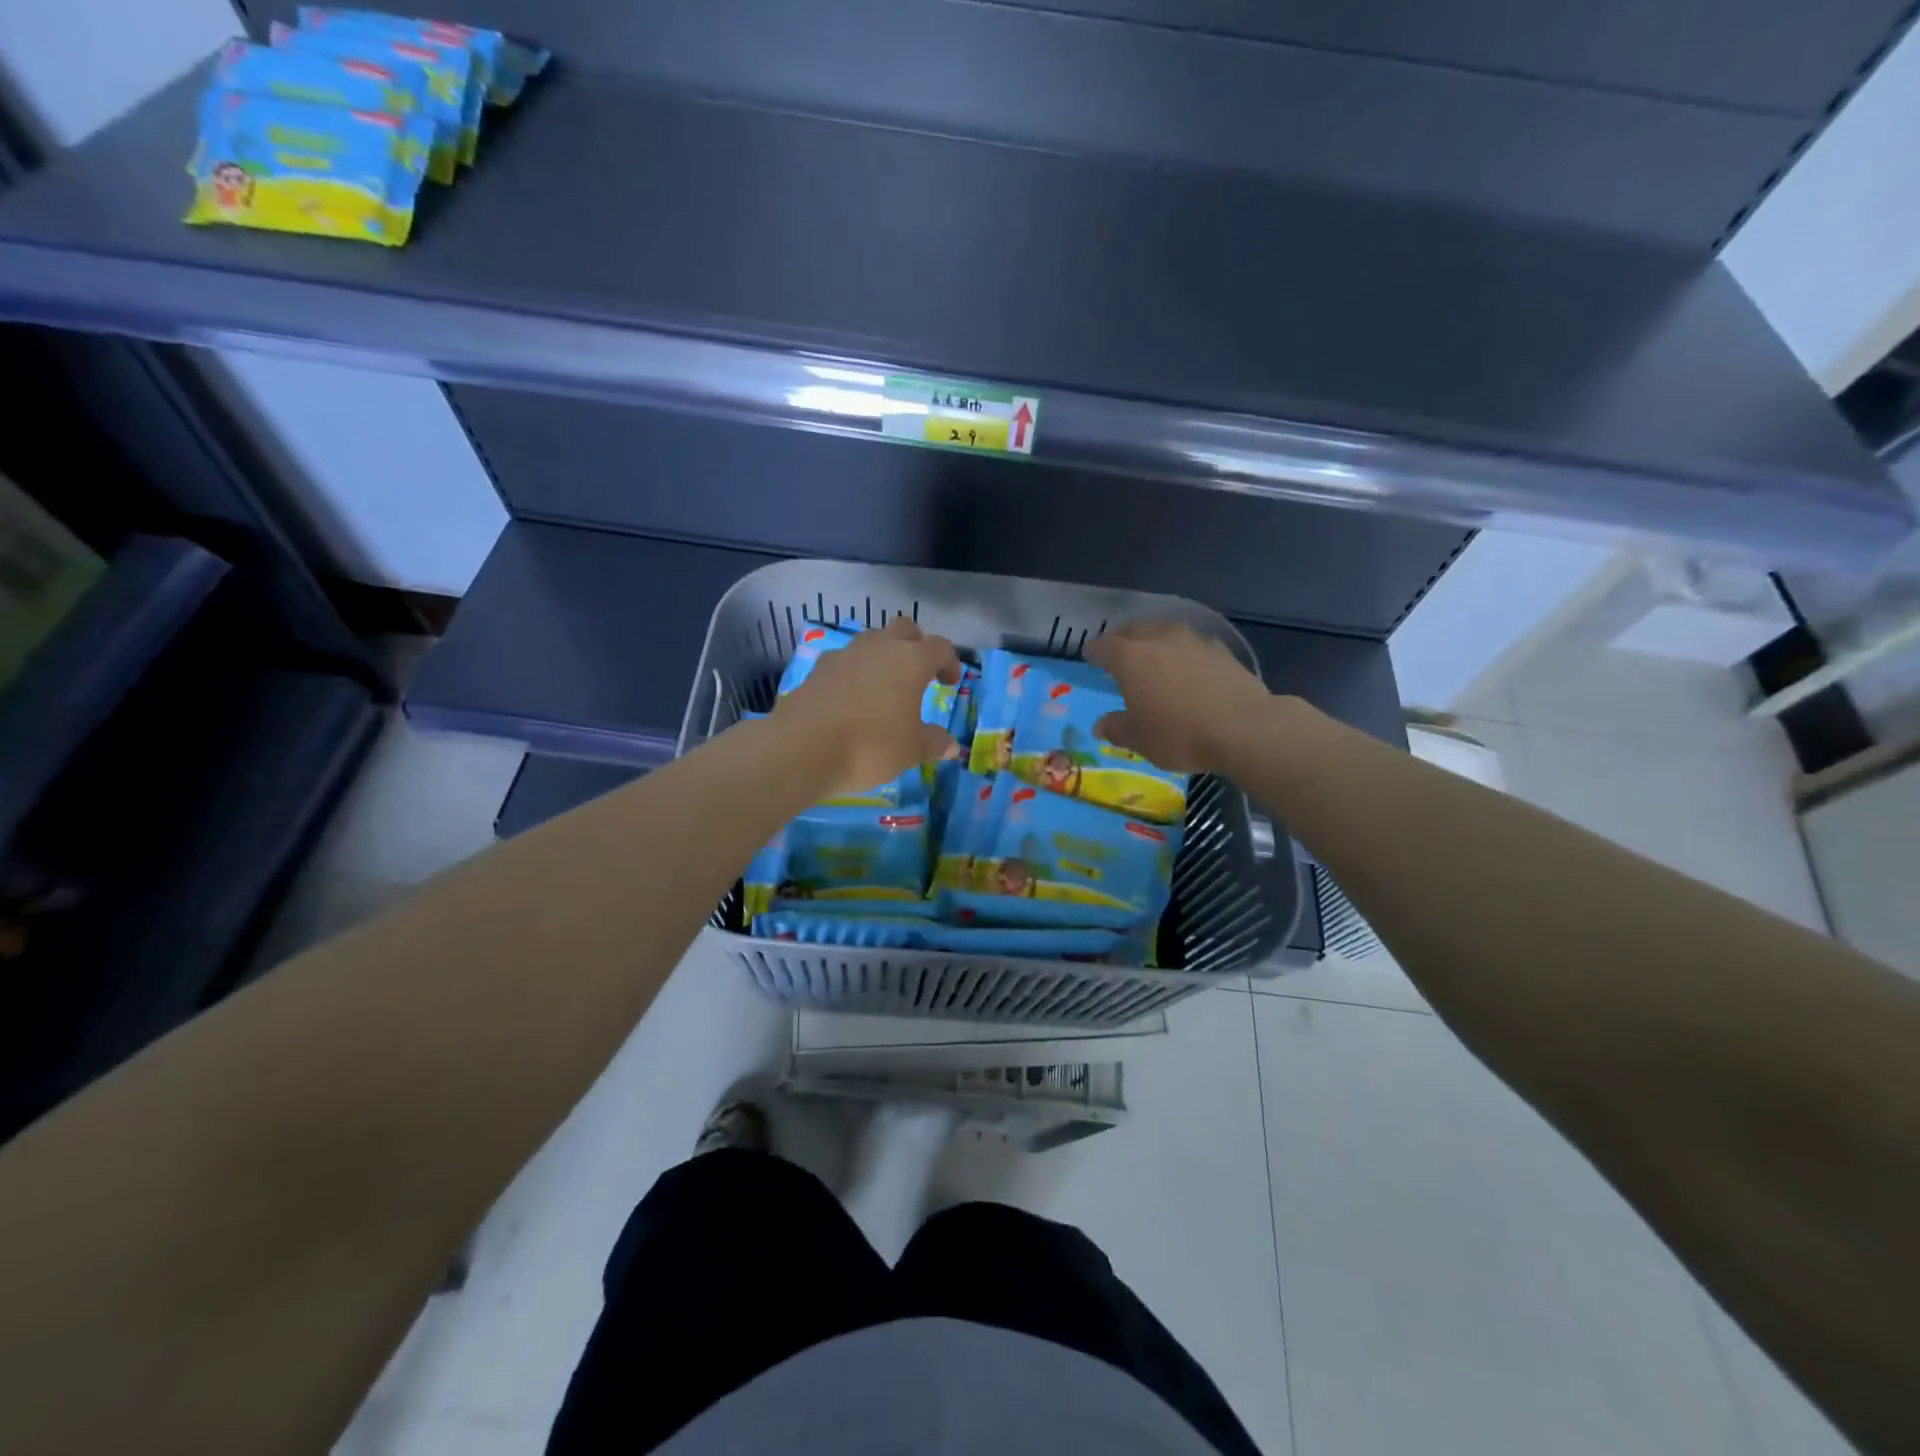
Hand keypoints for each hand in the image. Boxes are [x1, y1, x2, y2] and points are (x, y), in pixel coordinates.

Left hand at [772, 616, 962, 799]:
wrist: (803, 749)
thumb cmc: (871, 746)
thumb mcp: (912, 750)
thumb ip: (934, 743)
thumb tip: (951, 746)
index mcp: (911, 660)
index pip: (940, 647)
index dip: (948, 662)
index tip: (948, 683)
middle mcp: (879, 647)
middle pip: (904, 629)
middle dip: (915, 645)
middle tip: (918, 673)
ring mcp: (845, 655)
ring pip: (871, 641)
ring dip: (882, 656)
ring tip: (883, 686)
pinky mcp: (818, 669)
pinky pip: (844, 662)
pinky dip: (854, 673)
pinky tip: (851, 699)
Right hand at [1085, 620, 1271, 773]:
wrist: (1244, 728)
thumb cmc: (1179, 734)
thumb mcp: (1140, 740)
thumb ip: (1117, 728)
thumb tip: (1101, 725)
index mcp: (1130, 658)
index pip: (1104, 647)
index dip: (1094, 652)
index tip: (1090, 656)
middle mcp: (1159, 640)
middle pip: (1134, 630)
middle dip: (1123, 639)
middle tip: (1119, 652)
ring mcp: (1193, 641)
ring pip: (1165, 632)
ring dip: (1155, 640)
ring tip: (1154, 656)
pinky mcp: (1222, 651)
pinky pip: (1192, 645)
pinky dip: (1183, 652)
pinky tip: (1188, 667)